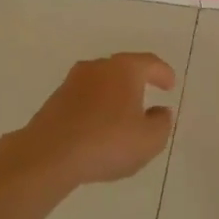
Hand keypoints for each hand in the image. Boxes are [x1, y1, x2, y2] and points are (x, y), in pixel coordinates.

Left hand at [4, 52, 177, 188]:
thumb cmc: (107, 142)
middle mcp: (97, 67)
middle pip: (123, 68)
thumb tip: (160, 112)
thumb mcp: (149, 140)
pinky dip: (95, 107)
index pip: (149, 63)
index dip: (162, 73)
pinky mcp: (54, 100)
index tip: (169, 85)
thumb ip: (162, 123)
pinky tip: (99, 127)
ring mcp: (72, 82)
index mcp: (124, 69)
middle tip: (148, 94)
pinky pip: (84, 98)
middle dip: (137, 81)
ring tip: (122, 115)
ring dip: (113, 95)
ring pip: (101, 83)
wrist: (49, 155)